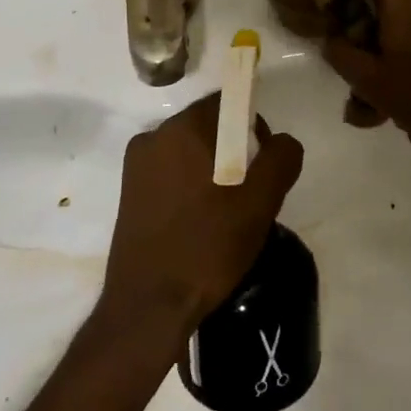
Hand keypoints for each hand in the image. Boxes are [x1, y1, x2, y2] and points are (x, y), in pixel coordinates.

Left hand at [103, 94, 303, 332]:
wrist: (149, 306)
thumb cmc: (207, 246)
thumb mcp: (260, 202)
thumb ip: (281, 158)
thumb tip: (282, 141)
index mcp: (183, 128)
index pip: (226, 104)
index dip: (252, 126)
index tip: (262, 164)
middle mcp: (153, 136)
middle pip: (207, 127)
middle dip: (233, 152)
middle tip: (249, 194)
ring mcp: (136, 166)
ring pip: (188, 153)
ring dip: (211, 171)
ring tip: (225, 215)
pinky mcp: (128, 193)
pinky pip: (169, 174)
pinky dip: (189, 187)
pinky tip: (200, 224)